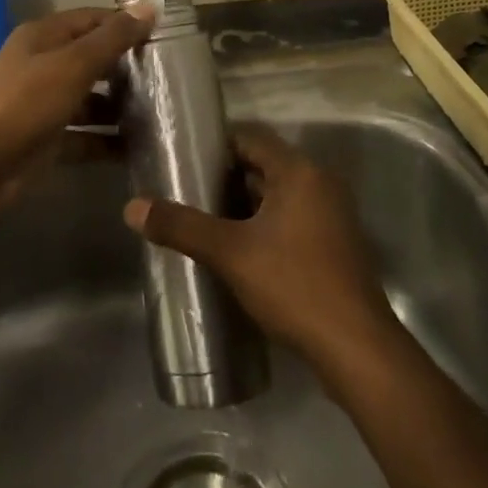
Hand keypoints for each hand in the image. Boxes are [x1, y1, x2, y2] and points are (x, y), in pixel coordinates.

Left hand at [0, 4, 154, 159]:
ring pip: (90, 100)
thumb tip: (149, 7)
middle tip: (168, 78)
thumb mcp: (73, 65)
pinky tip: (138, 148)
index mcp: (44, 37)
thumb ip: (112, 38)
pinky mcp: (46, 141)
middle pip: (92, 59)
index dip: (125, 24)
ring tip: (160, 114)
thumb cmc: (25, 104)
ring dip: (120, 107)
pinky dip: (107, 141)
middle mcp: (43, 65)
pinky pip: (84, 137)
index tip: (163, 37)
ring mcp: (43, 104)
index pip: (93, 19)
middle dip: (127, 67)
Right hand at [123, 126, 397, 371]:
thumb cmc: (294, 285)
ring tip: (206, 220)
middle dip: (227, 179)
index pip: (251, 139)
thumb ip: (182, 227)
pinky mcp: (336, 244)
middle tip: (188, 192)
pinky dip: (266, 224)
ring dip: (246, 204)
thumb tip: (132, 207)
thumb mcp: (230, 253)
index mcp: (299, 171)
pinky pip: (294, 218)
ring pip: (279, 195)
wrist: (356, 348)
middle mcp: (320, 182)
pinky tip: (241, 249)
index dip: (216, 146)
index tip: (184, 160)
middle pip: (265, 166)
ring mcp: (333, 214)